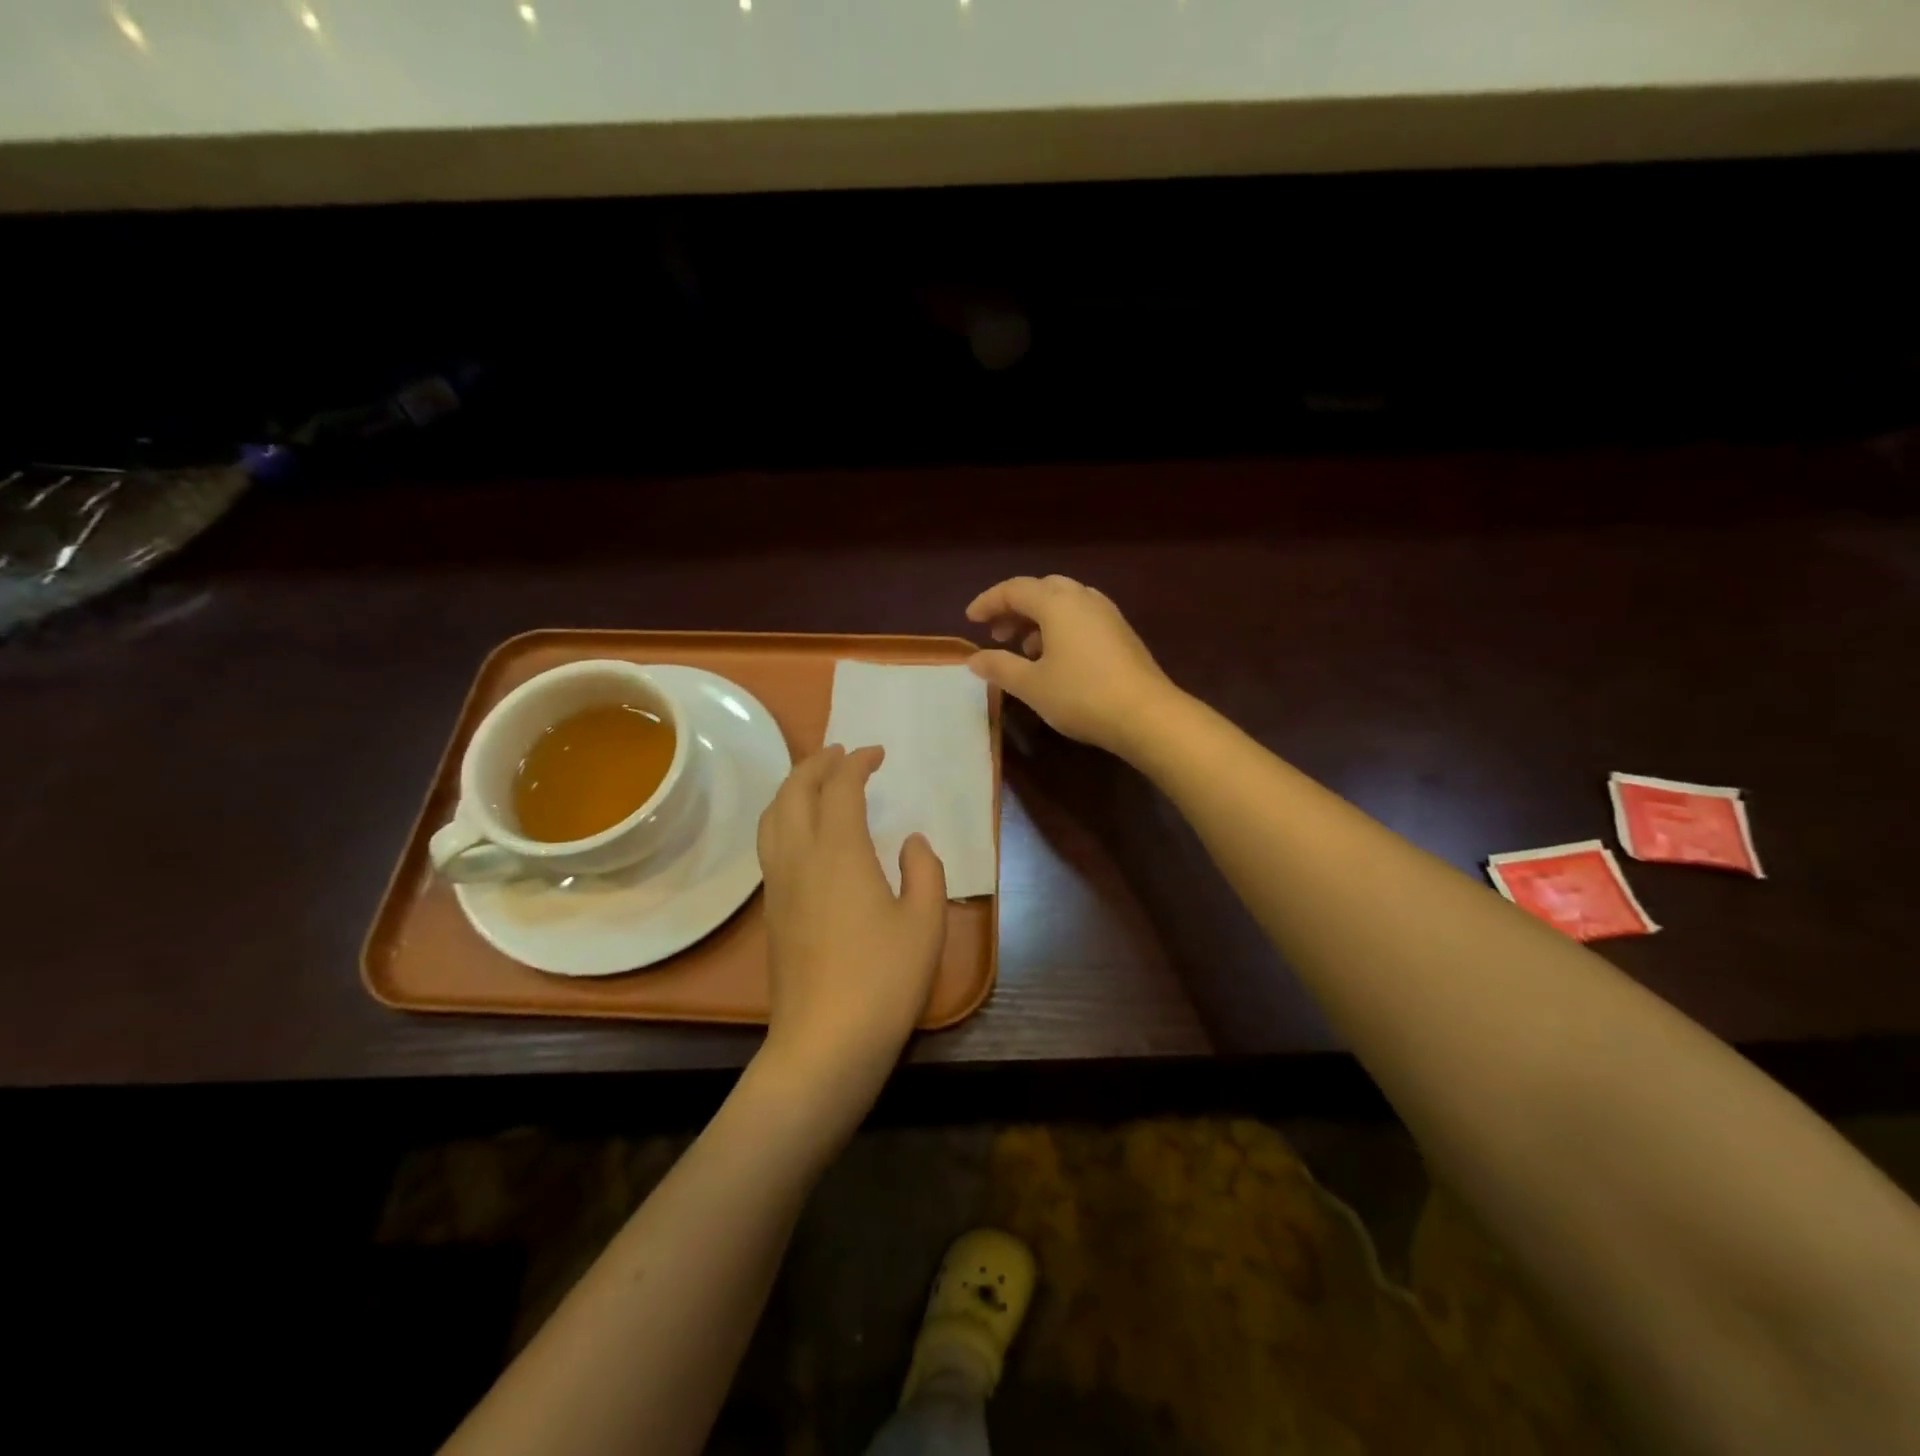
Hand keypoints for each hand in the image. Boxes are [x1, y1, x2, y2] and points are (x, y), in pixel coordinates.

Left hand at [755, 745, 948, 1114]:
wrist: (825, 1041)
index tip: (877, 753)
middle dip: (817, 763)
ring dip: (793, 787)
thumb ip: (924, 870)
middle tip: (842, 753)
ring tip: (816, 780)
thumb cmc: (884, 978)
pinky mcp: (772, 909)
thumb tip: (911, 841)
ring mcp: (778, 883)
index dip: (857, 762)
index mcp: (838, 851)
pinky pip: (769, 842)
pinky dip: (783, 816)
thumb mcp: (925, 922)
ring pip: (772, 815)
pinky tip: (802, 831)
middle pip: (795, 791)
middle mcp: (799, 856)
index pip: (840, 787)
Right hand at [966, 575, 1178, 758]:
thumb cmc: (1081, 695)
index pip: (1014, 589)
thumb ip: (999, 667)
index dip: (988, 602)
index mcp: (1057, 603)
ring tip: (1024, 650)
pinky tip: (1056, 659)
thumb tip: (974, 659)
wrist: (1147, 715)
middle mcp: (1083, 598)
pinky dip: (1060, 628)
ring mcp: (1107, 614)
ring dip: (1038, 619)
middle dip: (1015, 608)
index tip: (970, 620)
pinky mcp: (1121, 633)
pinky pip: (1082, 617)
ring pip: (1064, 603)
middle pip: (1041, 589)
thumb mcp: (1031, 685)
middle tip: (997, 633)